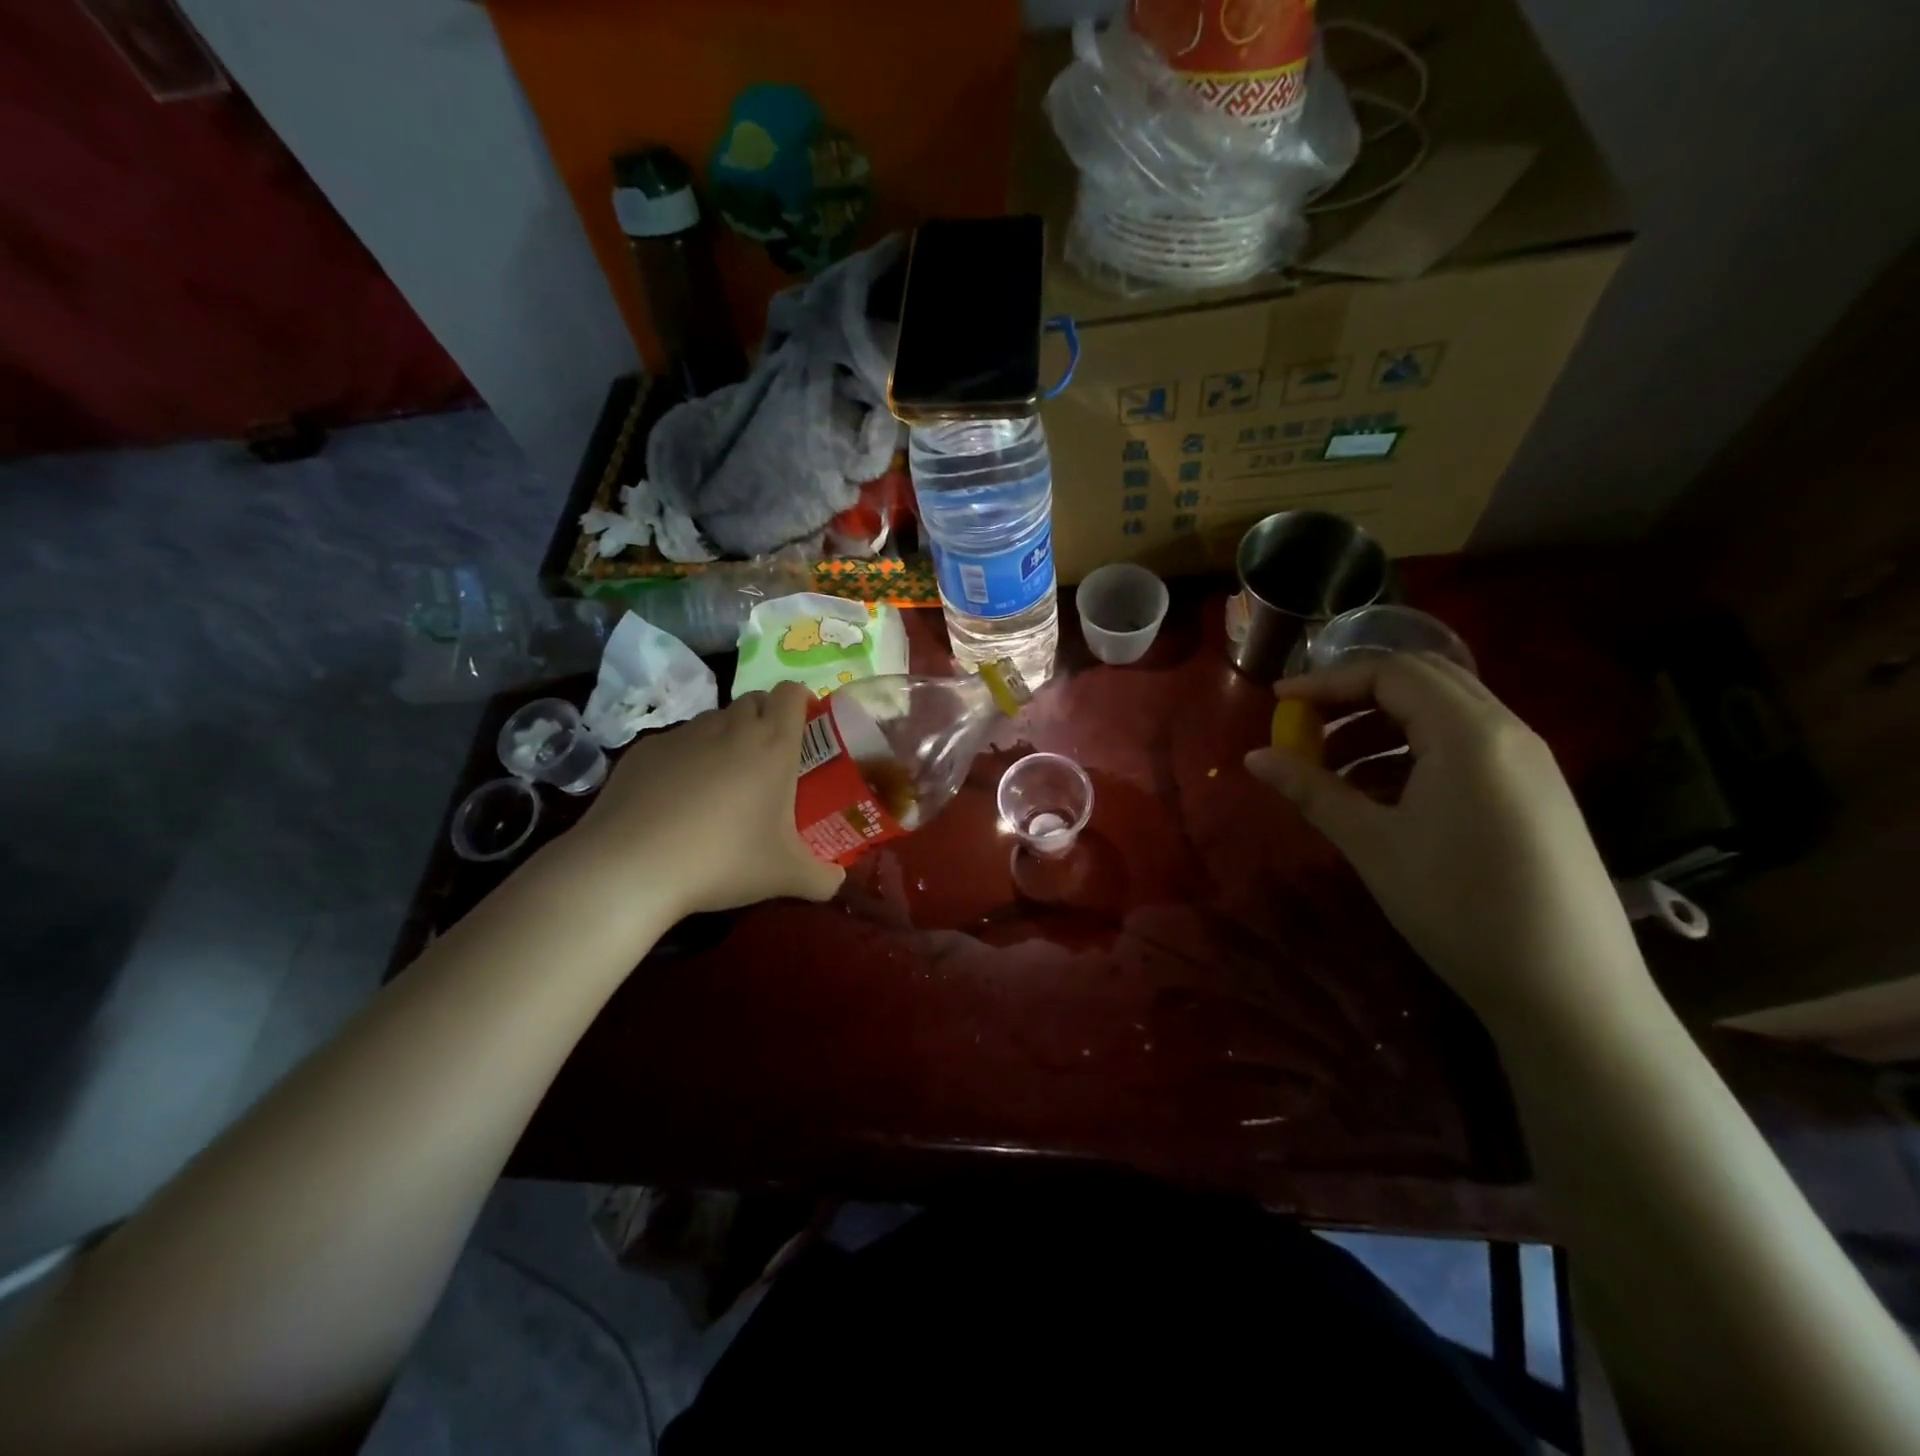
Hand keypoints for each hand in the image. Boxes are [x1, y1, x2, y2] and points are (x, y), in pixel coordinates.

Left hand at [572, 681, 844, 916]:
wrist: (632, 865)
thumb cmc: (724, 860)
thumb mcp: (786, 877)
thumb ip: (822, 878)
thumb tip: (837, 881)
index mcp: (773, 745)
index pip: (791, 693)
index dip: (800, 702)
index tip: (804, 726)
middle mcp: (731, 728)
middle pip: (754, 701)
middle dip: (765, 719)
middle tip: (768, 761)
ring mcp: (683, 735)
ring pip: (714, 720)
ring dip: (725, 739)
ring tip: (721, 784)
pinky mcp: (644, 749)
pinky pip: (676, 743)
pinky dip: (684, 760)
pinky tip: (674, 801)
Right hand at [1244, 653, 1650, 1026]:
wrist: (1570, 990)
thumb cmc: (1459, 907)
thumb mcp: (1372, 845)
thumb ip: (1312, 790)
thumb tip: (1254, 757)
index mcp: (1469, 734)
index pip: (1390, 673)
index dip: (1327, 681)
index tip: (1279, 702)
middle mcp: (1508, 731)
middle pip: (1423, 679)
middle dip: (1355, 694)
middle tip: (1306, 723)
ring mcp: (1530, 761)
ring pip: (1446, 712)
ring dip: (1384, 723)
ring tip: (1335, 766)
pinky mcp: (1537, 791)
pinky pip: (1468, 744)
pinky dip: (1416, 749)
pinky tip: (1383, 793)